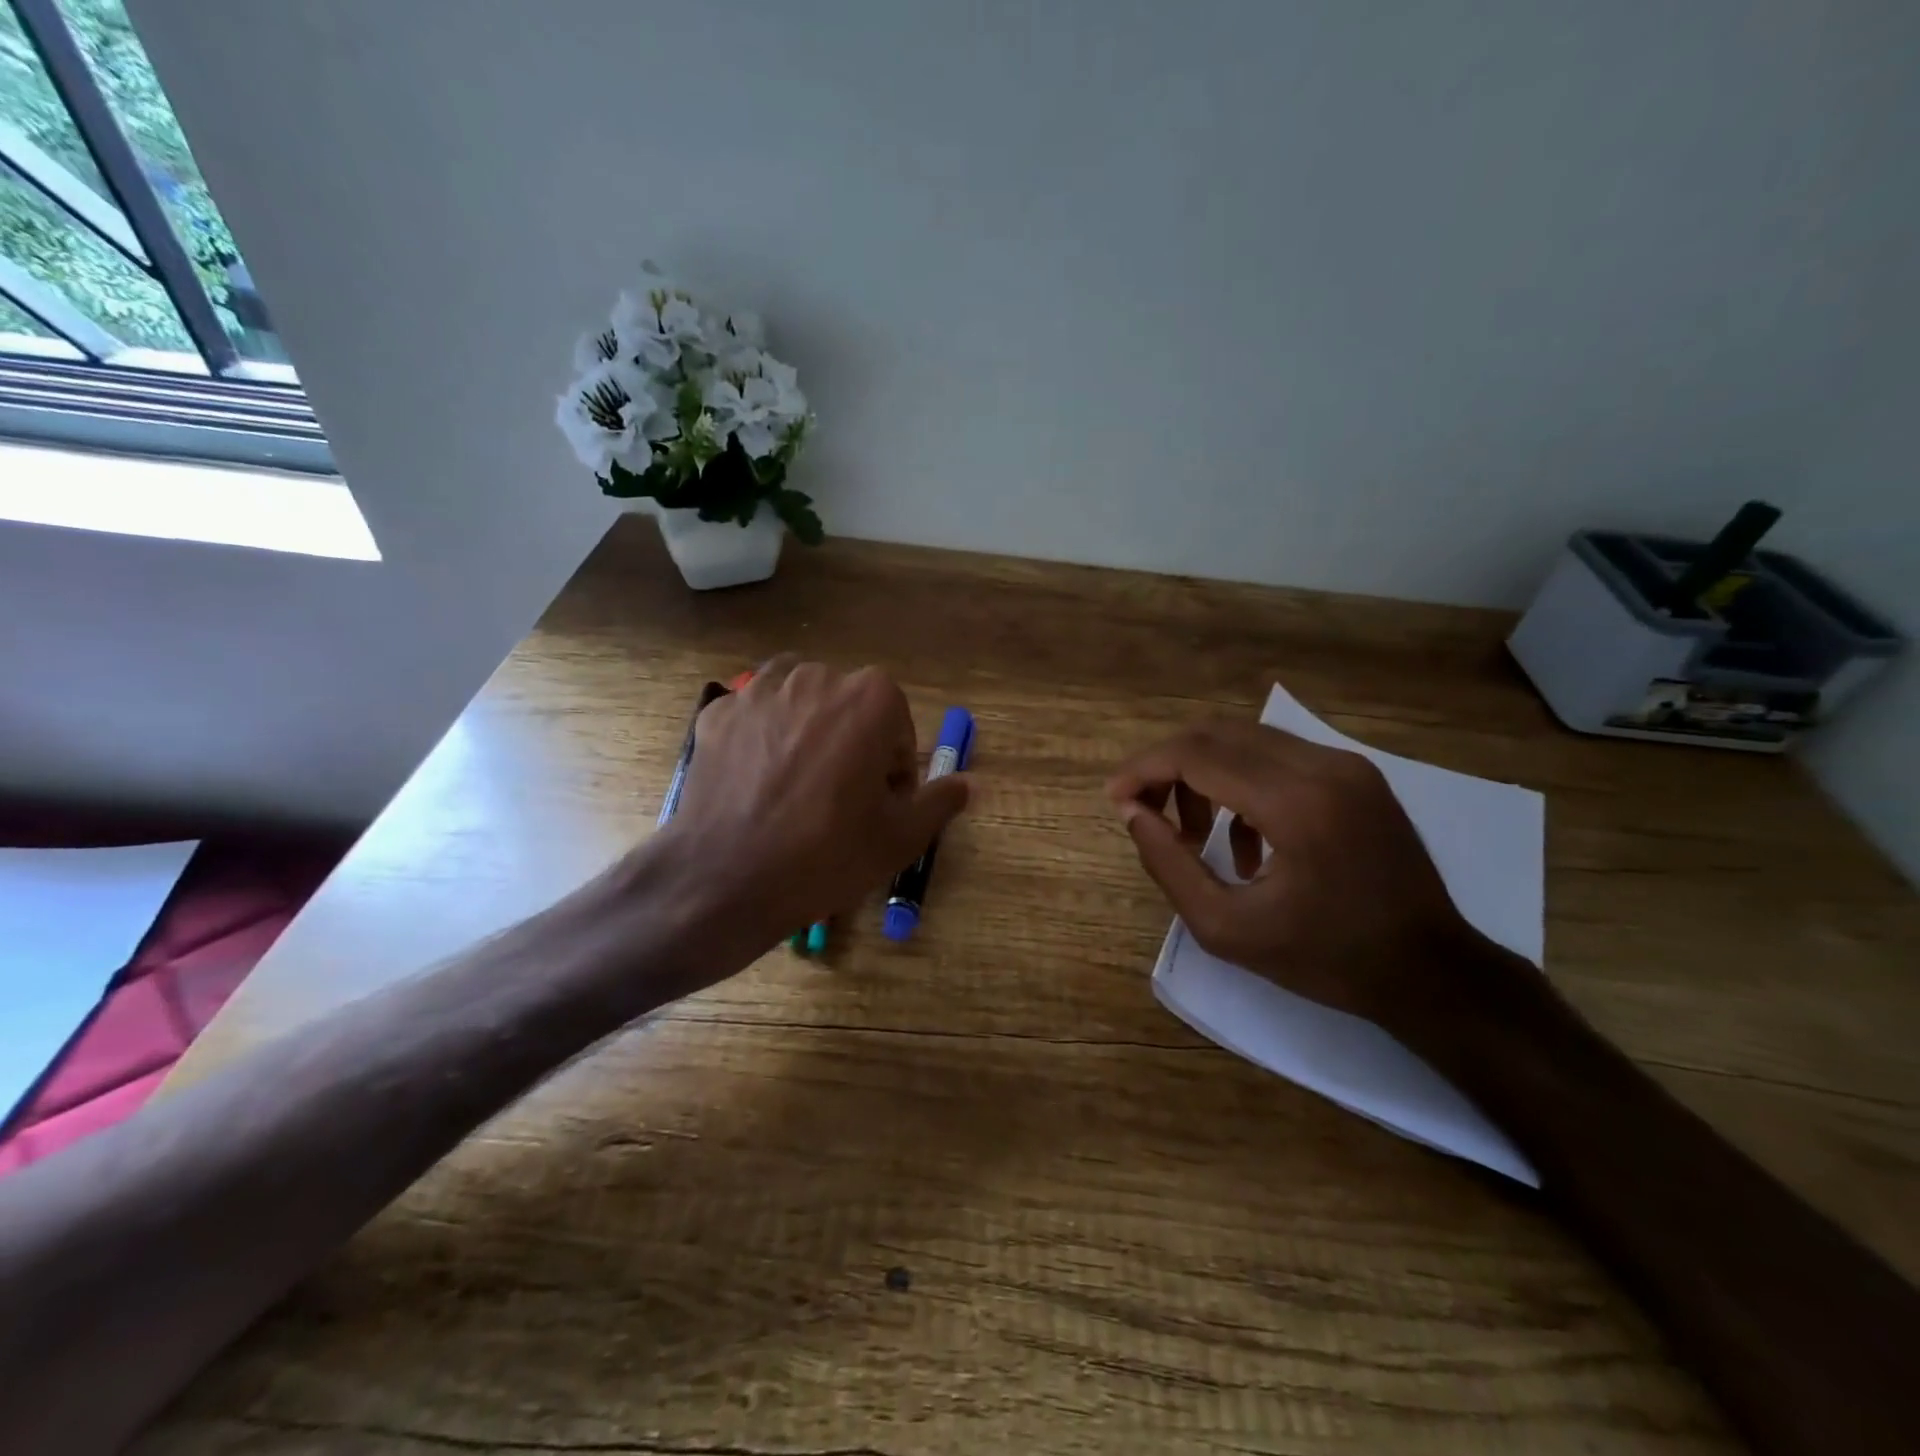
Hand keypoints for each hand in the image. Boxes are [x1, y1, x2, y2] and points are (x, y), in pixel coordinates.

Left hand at [666, 657, 969, 939]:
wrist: (727, 878)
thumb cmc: (827, 854)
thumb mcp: (901, 837)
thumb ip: (941, 800)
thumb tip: (970, 783)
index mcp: (871, 698)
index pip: (897, 727)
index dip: (893, 769)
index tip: (879, 806)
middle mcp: (816, 677)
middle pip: (848, 707)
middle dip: (852, 743)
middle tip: (839, 799)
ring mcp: (759, 690)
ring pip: (798, 700)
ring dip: (807, 729)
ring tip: (797, 781)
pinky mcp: (718, 712)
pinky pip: (753, 713)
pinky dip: (761, 736)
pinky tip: (756, 780)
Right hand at [1106, 719, 1487, 1027]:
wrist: (1431, 971)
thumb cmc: (1325, 960)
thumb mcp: (1226, 929)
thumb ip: (1169, 864)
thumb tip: (1133, 813)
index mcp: (1295, 804)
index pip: (1196, 755)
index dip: (1144, 770)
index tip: (1115, 799)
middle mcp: (1323, 766)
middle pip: (1216, 734)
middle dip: (1167, 766)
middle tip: (1145, 812)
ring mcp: (1346, 764)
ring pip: (1244, 739)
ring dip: (1202, 774)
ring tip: (1193, 835)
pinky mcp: (1357, 773)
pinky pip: (1277, 756)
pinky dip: (1240, 783)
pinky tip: (1243, 840)